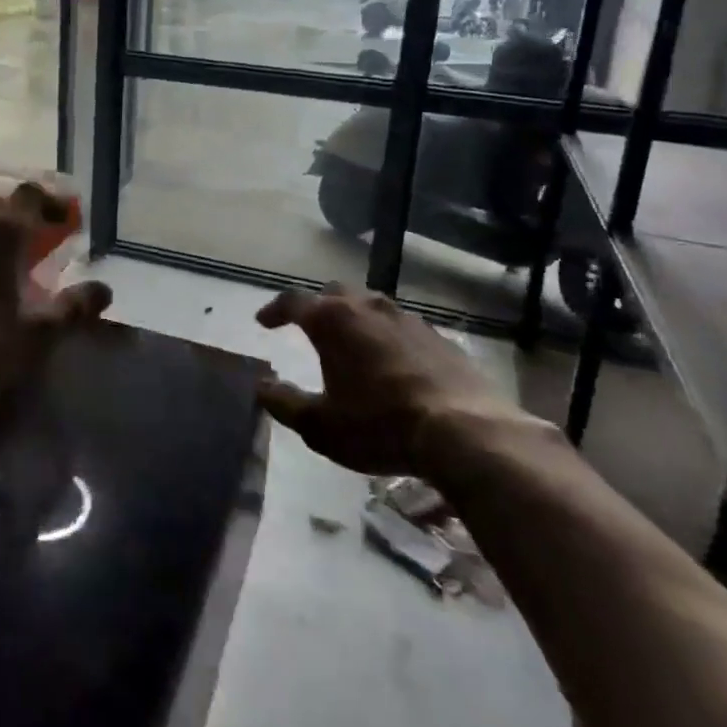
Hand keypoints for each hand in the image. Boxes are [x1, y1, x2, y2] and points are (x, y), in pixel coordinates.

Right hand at [257, 285, 535, 476]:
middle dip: (317, 306)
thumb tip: (261, 386)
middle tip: (308, 326)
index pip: (293, 301)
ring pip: (372, 306)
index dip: (274, 310)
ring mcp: (408, 320)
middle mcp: (368, 308)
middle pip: (335, 294)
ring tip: (351, 342)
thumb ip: (284, 402)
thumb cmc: (379, 425)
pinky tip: (392, 362)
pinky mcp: (440, 339)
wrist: (465, 432)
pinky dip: (387, 337)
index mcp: (332, 320)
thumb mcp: (319, 425)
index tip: (263, 322)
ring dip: (355, 319)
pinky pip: (402, 328)